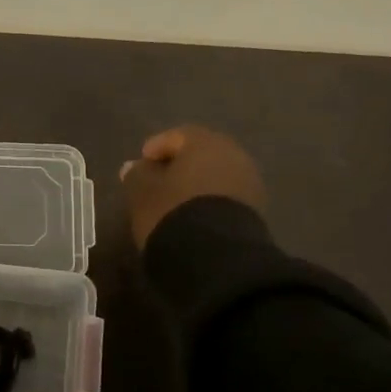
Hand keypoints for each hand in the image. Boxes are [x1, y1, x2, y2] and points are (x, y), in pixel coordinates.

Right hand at [119, 125, 265, 247]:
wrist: (217, 256)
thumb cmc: (173, 211)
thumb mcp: (143, 192)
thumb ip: (137, 174)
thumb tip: (134, 166)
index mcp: (205, 142)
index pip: (178, 136)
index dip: (157, 148)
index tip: (142, 164)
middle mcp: (233, 155)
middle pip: (202, 154)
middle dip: (181, 165)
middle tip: (159, 181)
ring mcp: (249, 183)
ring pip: (217, 175)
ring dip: (197, 184)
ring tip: (176, 202)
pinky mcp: (256, 210)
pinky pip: (227, 196)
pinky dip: (211, 201)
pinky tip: (195, 216)